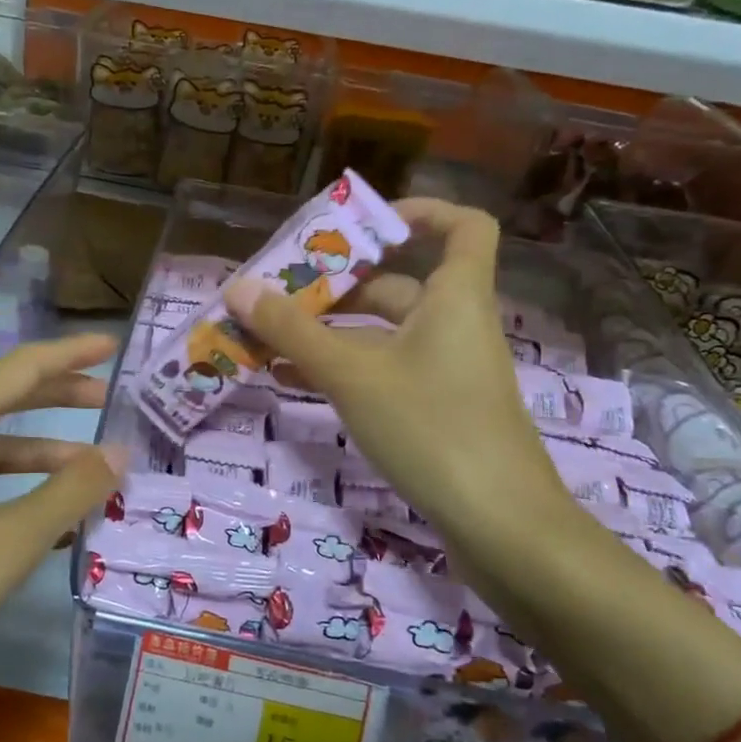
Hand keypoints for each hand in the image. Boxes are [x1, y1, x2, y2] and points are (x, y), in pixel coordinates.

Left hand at [0, 333, 124, 737]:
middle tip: (110, 403)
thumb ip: (68, 493)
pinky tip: (34, 525)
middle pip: (1, 400)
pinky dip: (3, 491)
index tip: (115, 347)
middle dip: (57, 399)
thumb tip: (119, 451)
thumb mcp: (4, 545)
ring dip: (35, 455)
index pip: (23, 368)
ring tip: (88, 472)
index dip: (72, 354)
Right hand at [226, 200, 573, 569]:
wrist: (502, 529)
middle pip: (399, 284)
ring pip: (384, 334)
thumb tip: (239, 287)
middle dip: (338, 285)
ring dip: (330, 332)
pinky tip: (292, 381)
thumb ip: (293, 331)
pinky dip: (344, 369)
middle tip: (281, 290)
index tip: (359, 226)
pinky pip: (385, 372)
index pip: (463, 226)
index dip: (419, 212)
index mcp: (455, 297)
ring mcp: (448, 371)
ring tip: (269, 336)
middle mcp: (455, 325)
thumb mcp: (352, 375)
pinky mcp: (438, 410)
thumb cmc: (431, 428)